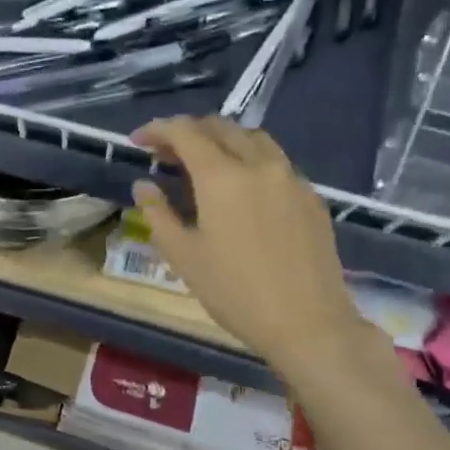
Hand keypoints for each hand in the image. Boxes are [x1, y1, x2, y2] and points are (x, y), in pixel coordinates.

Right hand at [131, 116, 363, 372]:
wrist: (307, 322)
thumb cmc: (234, 292)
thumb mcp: (183, 256)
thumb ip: (158, 214)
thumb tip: (143, 186)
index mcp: (223, 177)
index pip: (185, 132)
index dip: (158, 129)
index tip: (138, 141)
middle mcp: (260, 165)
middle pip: (221, 127)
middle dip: (188, 132)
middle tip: (165, 154)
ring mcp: (291, 178)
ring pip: (253, 139)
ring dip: (222, 140)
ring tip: (203, 164)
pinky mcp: (311, 196)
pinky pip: (275, 162)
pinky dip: (249, 161)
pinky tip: (241, 190)